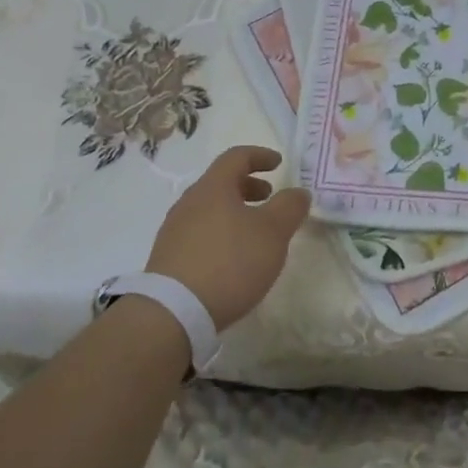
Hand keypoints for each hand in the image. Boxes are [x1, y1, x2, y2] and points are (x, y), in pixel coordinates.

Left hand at [145, 145, 311, 330]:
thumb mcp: (273, 233)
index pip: (236, 157)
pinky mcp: (169, 257)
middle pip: (220, 182)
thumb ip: (289, 208)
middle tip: (269, 197)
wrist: (174, 312)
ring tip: (254, 232)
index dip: (260, 156)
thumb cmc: (230, 262)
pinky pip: (200, 232)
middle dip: (248, 186)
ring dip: (235, 211)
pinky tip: (233, 258)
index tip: (279, 163)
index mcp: (213, 187)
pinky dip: (221, 232)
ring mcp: (175, 230)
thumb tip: (298, 192)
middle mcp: (190, 202)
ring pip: (209, 208)